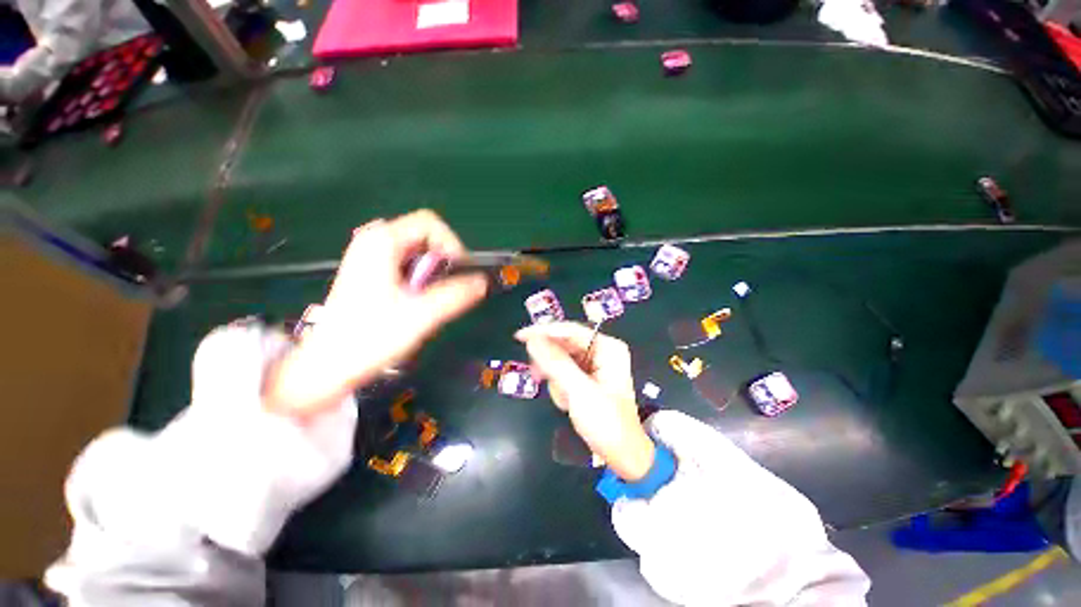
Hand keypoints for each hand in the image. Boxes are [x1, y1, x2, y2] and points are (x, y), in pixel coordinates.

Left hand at [264, 210, 487, 417]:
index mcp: (382, 241)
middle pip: (424, 235)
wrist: (326, 365)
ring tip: (429, 298)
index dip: (452, 244)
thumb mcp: (421, 315)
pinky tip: (415, 300)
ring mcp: (369, 255)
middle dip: (442, 260)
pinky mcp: (370, 271)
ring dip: (432, 271)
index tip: (458, 273)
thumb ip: (456, 295)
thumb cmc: (371, 337)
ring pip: (417, 251)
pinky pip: (406, 263)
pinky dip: (420, 277)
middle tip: (444, 289)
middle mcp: (374, 240)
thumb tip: (483, 282)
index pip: (430, 223)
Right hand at [515, 322, 654, 480]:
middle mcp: (601, 351)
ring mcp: (594, 365)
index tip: (520, 336)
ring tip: (566, 401)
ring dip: (557, 381)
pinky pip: (564, 373)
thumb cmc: (606, 423)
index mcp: (608, 348)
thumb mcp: (579, 391)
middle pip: (564, 345)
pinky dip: (561, 388)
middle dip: (552, 365)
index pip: (570, 331)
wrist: (622, 456)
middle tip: (538, 377)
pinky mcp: (587, 378)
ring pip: (560, 361)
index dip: (544, 331)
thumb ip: (556, 363)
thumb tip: (532, 339)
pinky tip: (568, 403)